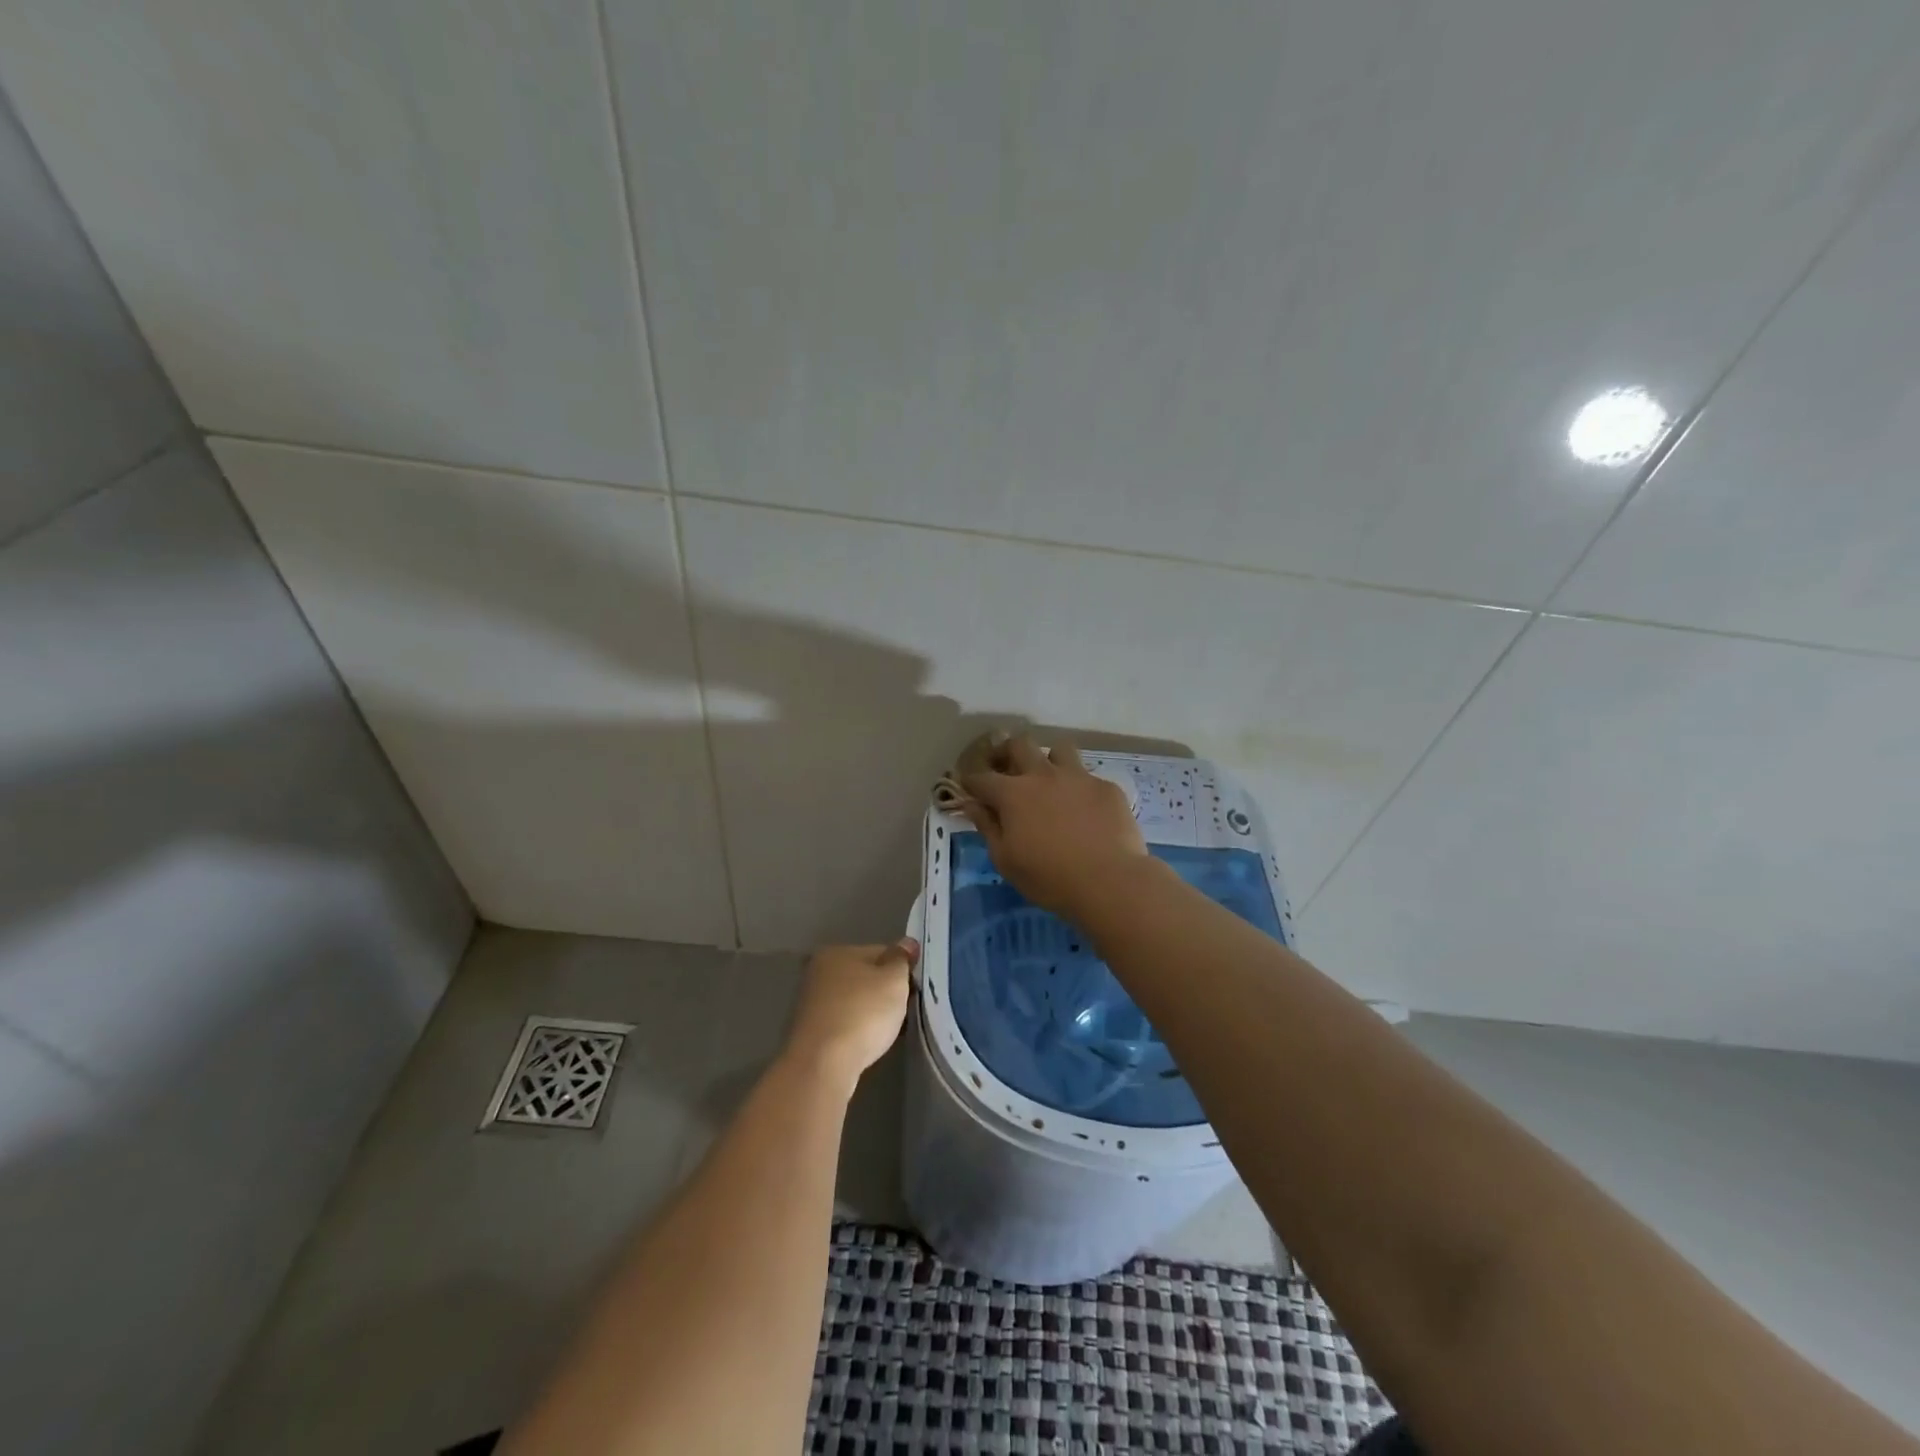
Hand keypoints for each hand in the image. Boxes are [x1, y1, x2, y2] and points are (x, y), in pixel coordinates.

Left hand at [783, 939, 917, 1087]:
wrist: (823, 1064)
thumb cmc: (862, 1013)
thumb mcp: (893, 980)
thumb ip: (902, 959)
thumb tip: (907, 943)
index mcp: (836, 952)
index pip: (880, 952)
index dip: (902, 969)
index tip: (915, 990)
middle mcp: (819, 973)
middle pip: (865, 977)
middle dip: (886, 992)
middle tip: (906, 1010)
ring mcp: (812, 1004)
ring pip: (855, 1002)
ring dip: (873, 1013)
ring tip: (891, 1030)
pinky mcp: (811, 1033)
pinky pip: (845, 1024)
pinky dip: (859, 1030)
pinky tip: (870, 1043)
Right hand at [959, 734, 1149, 917]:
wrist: (1110, 881)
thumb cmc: (1049, 878)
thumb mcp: (1005, 860)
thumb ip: (987, 827)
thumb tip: (972, 805)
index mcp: (1013, 793)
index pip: (981, 777)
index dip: (970, 781)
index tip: (968, 787)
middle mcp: (1043, 775)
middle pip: (1019, 745)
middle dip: (1006, 752)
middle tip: (1005, 768)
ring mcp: (1078, 777)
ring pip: (1059, 750)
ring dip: (1048, 760)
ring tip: (1049, 780)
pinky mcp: (1106, 787)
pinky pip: (1088, 777)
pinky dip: (1079, 788)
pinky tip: (1085, 809)